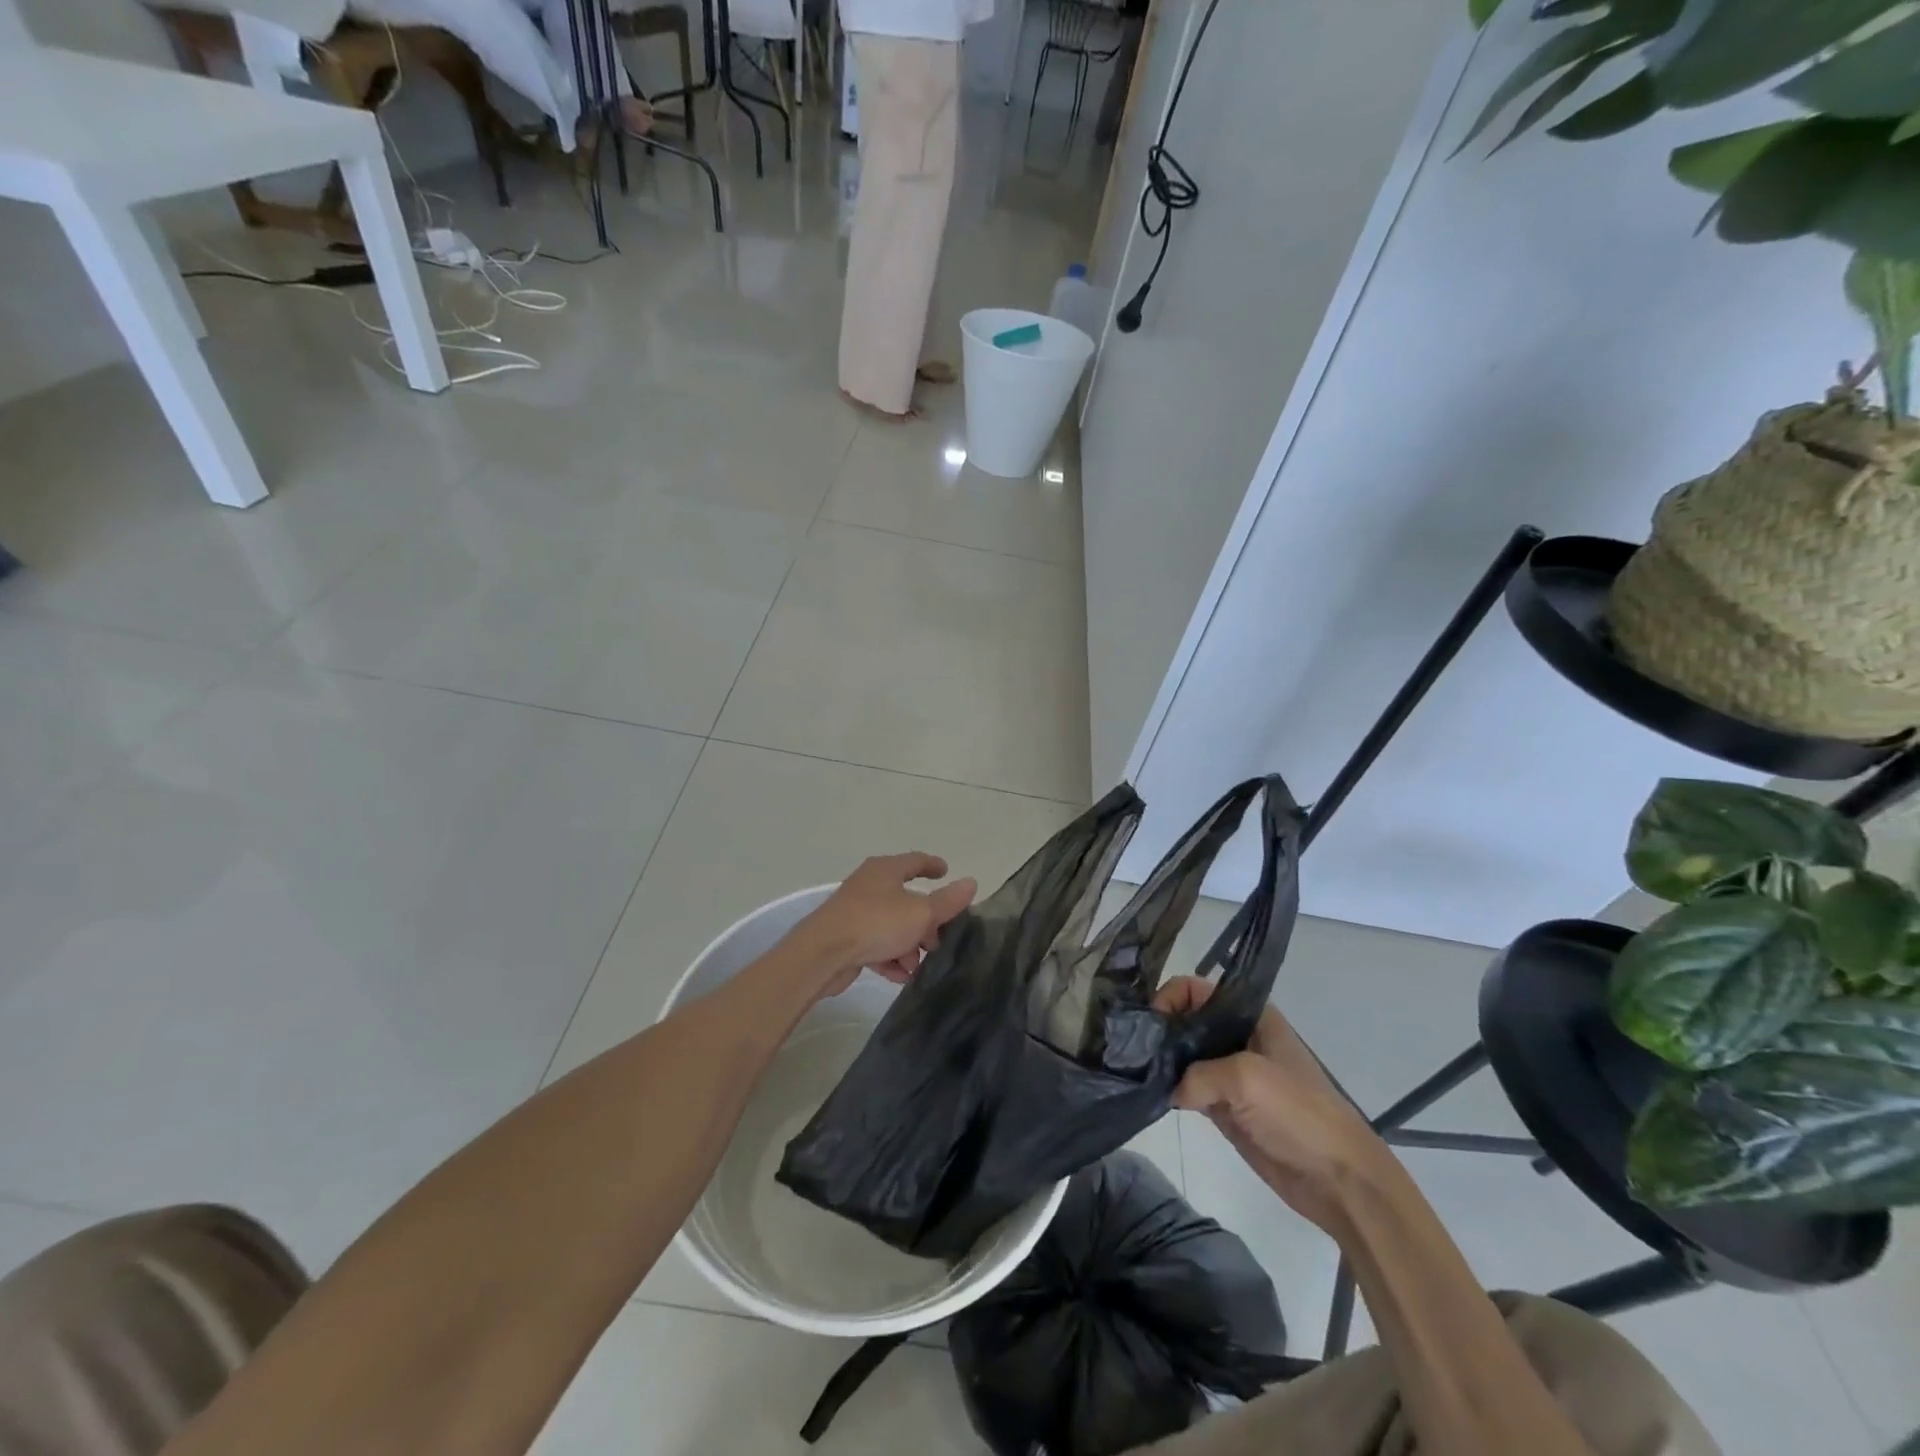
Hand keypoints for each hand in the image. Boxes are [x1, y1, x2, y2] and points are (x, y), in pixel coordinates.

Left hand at [791, 853, 977, 997]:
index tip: (946, 872)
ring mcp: (854, 911)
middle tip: (939, 938)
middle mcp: (869, 885)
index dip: (933, 865)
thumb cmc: (876, 923)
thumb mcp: (920, 913)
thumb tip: (971, 882)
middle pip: (905, 898)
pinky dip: (889, 957)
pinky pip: (875, 944)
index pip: (915, 860)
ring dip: (908, 944)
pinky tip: (900, 976)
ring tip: (918, 965)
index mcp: (886, 870)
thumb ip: (947, 901)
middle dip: (924, 921)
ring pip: (891, 925)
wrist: (822, 953)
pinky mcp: (845, 937)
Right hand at [1156, 977, 1389, 1230]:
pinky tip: (1150, 1094)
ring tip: (1135, 1073)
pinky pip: (1187, 1089)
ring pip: (1183, 1056)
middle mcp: (1236, 1037)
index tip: (1149, 1024)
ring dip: (1161, 1063)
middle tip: (1134, 1051)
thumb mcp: (1246, 1077)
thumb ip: (1197, 1075)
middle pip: (1185, 1021)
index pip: (1194, 989)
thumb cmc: (1299, 1114)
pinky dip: (1169, 1091)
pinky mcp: (1223, 1108)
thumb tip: (1169, 1090)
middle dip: (1159, 1031)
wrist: (1338, 1180)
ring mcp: (1229, 1074)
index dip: (1169, 999)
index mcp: (1249, 1016)